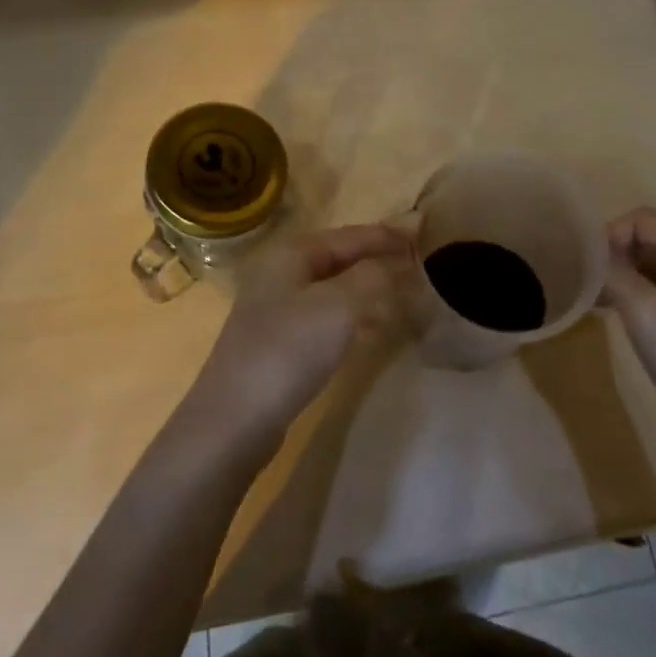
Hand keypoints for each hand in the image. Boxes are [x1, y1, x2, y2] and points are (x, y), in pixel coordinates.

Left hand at [183, 223, 410, 452]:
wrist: (234, 419)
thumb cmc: (288, 351)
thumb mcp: (339, 306)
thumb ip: (371, 277)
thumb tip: (390, 266)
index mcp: (291, 255)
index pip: (349, 236)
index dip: (385, 237)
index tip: (421, 241)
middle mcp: (280, 274)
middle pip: (339, 260)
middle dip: (377, 263)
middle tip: (415, 269)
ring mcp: (276, 310)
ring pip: (333, 290)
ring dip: (367, 292)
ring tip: (401, 301)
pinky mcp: (278, 343)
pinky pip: (325, 318)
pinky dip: (352, 318)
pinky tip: (370, 333)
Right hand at [602, 208, 655, 446]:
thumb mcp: (645, 313)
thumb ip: (614, 274)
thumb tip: (587, 250)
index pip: (642, 219)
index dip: (610, 234)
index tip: (586, 267)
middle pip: (647, 238)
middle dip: (613, 255)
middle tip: (586, 285)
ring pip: (650, 265)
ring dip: (620, 275)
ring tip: (595, 302)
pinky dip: (634, 293)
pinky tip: (616, 316)